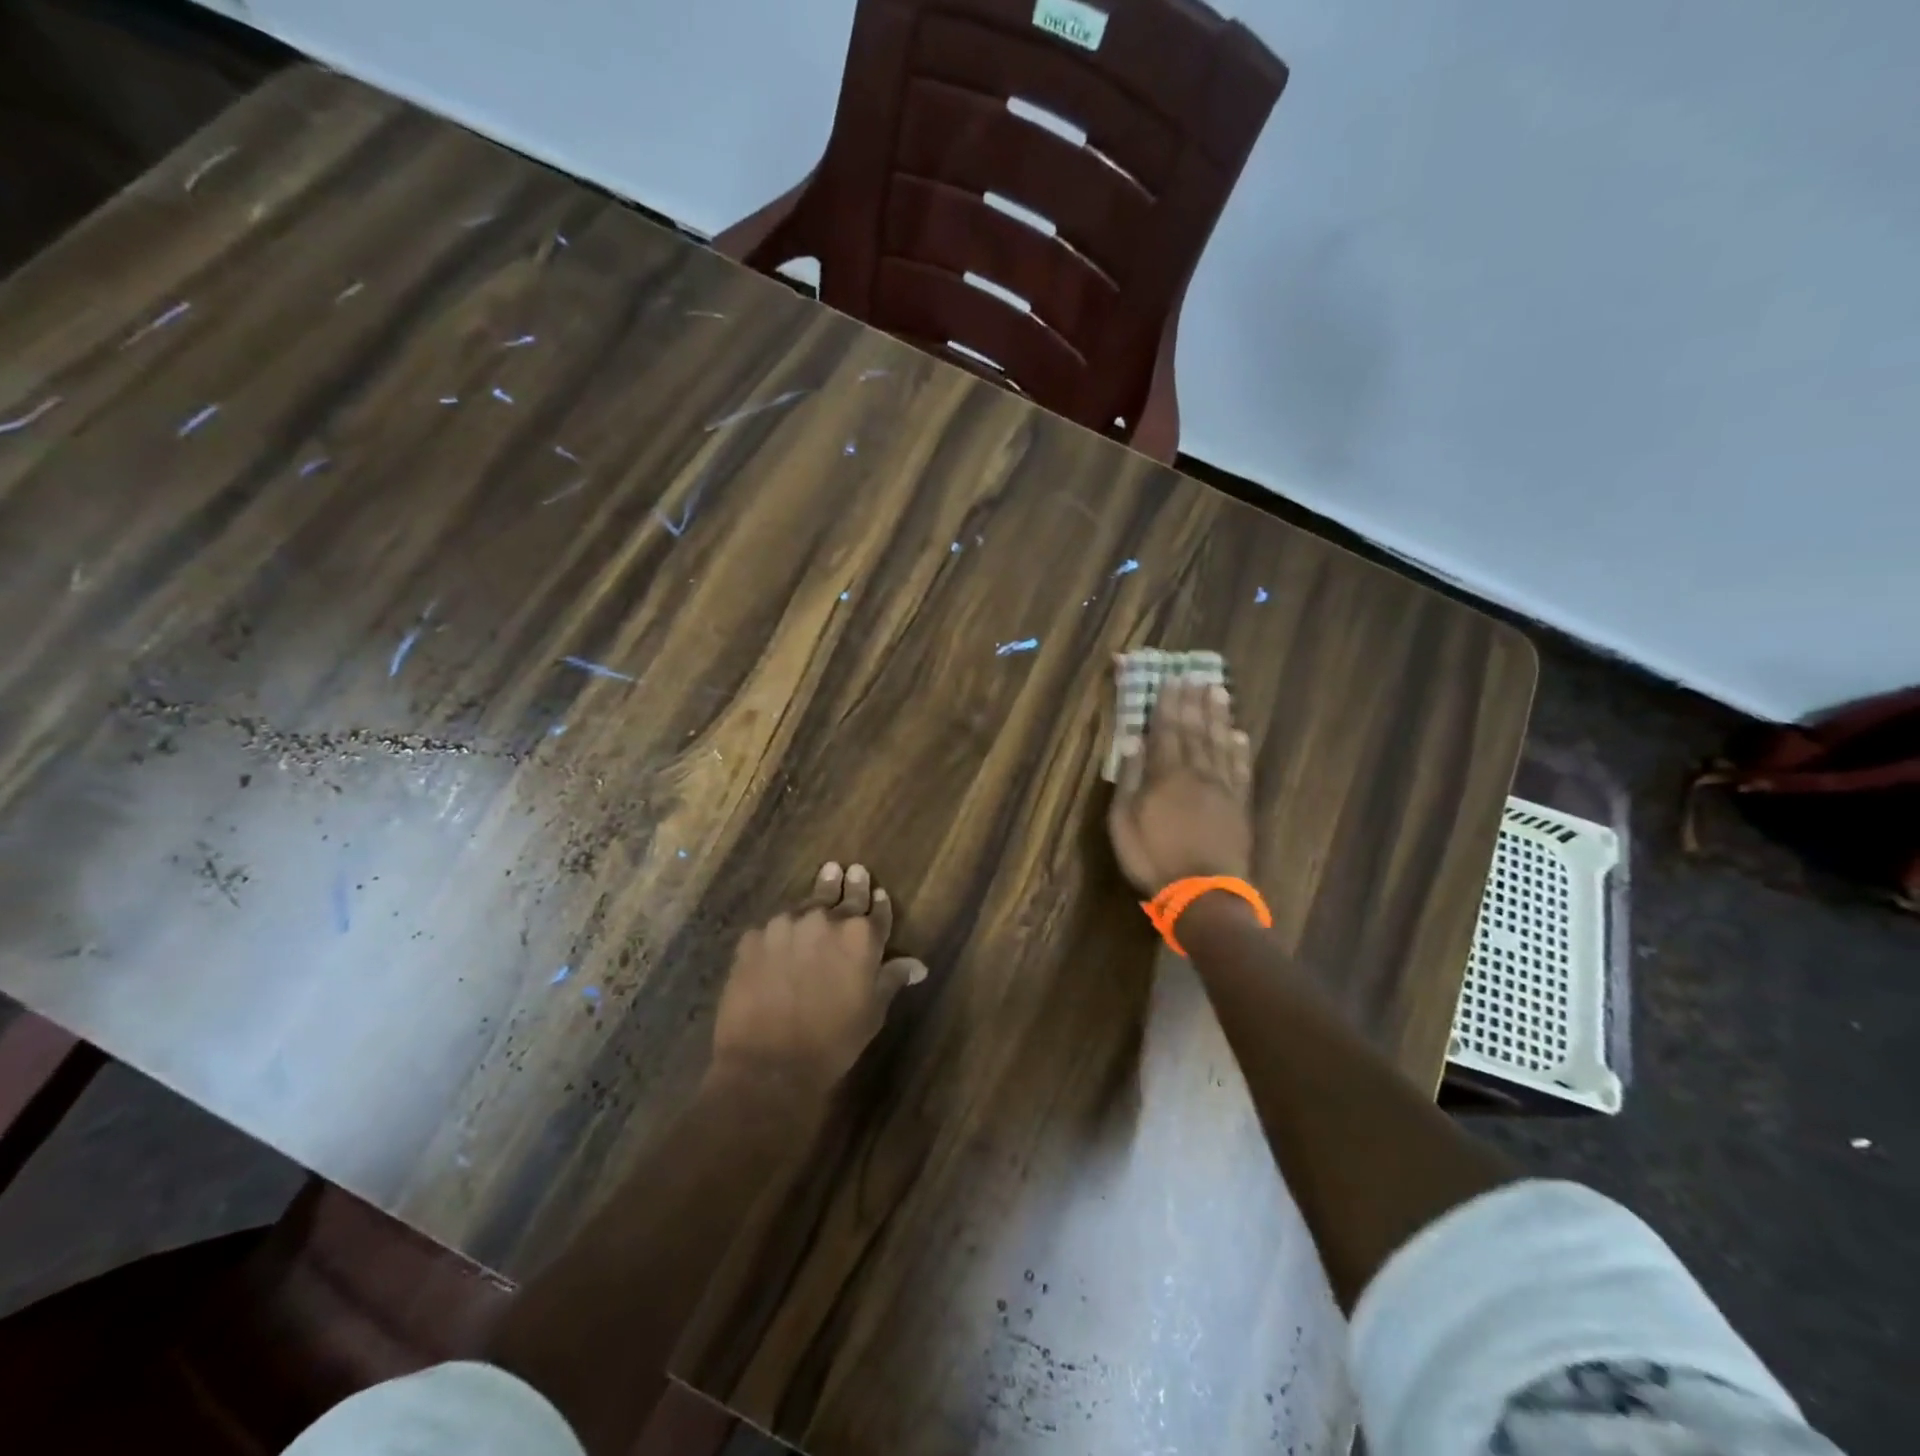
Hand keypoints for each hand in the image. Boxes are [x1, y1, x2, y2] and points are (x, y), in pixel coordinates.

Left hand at [710, 861, 927, 1097]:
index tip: (877, 892)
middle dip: (848, 883)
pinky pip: (771, 929)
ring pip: (805, 906)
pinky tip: (778, 942)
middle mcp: (825, 920)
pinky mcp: (752, 938)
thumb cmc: (832, 1042)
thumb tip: (917, 965)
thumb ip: (891, 979)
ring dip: (814, 904)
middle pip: (841, 895)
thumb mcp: (872, 1012)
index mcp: (861, 936)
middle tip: (849, 869)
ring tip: (818, 892)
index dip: (878, 902)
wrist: (768, 1064)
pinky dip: (780, 933)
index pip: (876, 910)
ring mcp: (785, 925)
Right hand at [1108, 672, 1254, 896]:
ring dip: (1219, 716)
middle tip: (1196, 675)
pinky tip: (1239, 735)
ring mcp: (1222, 788)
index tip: (1171, 680)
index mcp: (1165, 774)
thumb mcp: (1124, 821)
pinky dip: (1239, 750)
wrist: (1203, 892)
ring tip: (1219, 692)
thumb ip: (1130, 779)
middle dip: (1194, 702)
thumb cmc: (1153, 857)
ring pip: (1220, 743)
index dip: (1168, 705)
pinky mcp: (1240, 806)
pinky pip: (1241, 770)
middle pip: (1195, 730)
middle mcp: (1197, 773)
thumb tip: (1133, 742)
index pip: (1166, 731)